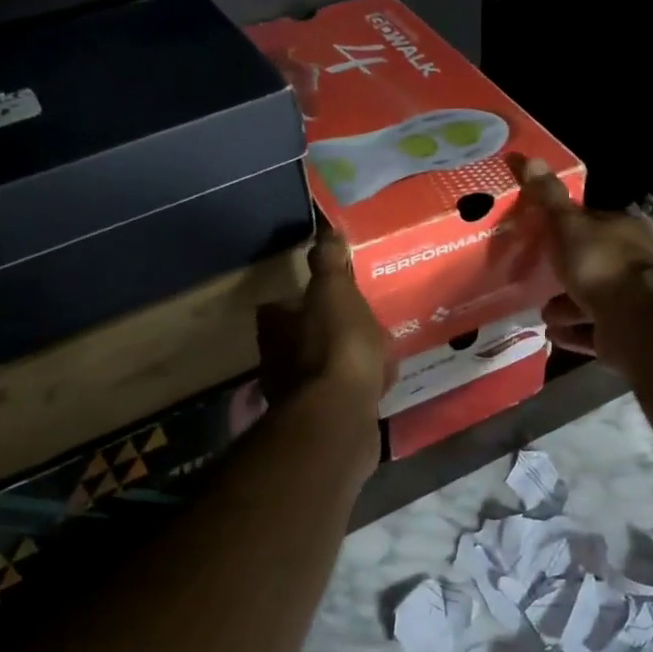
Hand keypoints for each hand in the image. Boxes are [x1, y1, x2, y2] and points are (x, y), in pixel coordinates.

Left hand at [256, 230, 389, 423]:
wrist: (340, 416)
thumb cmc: (335, 346)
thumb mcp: (335, 292)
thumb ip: (329, 262)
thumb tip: (325, 229)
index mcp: (275, 328)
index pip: (277, 308)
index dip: (298, 302)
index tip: (324, 297)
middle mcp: (276, 363)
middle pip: (298, 341)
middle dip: (322, 334)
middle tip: (355, 325)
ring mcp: (297, 397)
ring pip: (320, 371)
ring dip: (340, 363)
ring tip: (374, 354)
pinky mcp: (321, 423)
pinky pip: (339, 398)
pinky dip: (354, 390)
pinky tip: (378, 386)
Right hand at [520, 159, 652, 362]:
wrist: (634, 319)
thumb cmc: (600, 264)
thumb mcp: (568, 225)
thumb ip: (548, 198)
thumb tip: (526, 157)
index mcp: (621, 232)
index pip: (590, 223)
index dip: (564, 227)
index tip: (540, 235)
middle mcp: (628, 264)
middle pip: (589, 264)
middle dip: (564, 272)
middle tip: (534, 277)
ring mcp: (627, 301)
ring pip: (590, 301)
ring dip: (565, 306)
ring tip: (540, 311)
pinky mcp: (622, 333)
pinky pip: (591, 331)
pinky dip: (572, 332)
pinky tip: (551, 334)